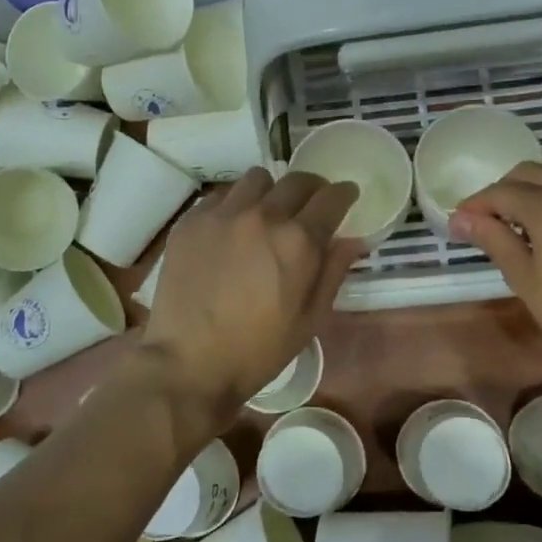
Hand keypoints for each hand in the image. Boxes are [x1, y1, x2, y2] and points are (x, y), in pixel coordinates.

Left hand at [141, 169, 360, 418]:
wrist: (189, 362)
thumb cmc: (258, 350)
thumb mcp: (310, 319)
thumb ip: (333, 272)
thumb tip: (351, 239)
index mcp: (298, 241)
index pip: (331, 197)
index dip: (344, 194)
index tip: (346, 196)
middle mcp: (262, 215)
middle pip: (296, 180)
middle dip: (312, 188)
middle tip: (311, 205)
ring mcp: (222, 214)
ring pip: (256, 179)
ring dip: (270, 192)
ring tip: (267, 213)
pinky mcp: (191, 221)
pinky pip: (220, 196)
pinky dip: (234, 204)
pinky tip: (231, 229)